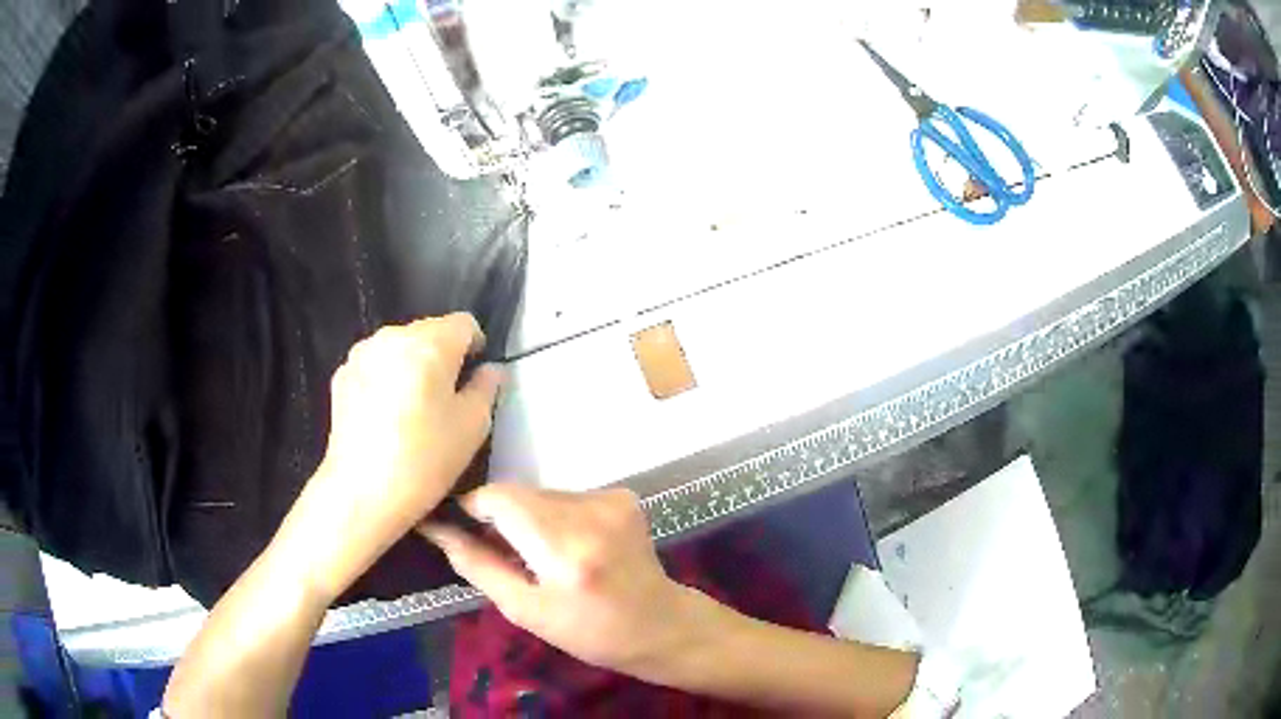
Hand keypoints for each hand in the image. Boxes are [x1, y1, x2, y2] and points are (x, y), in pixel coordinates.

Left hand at [277, 313, 502, 601]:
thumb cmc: (425, 459)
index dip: (475, 346)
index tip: (474, 378)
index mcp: (430, 343)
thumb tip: (489, 370)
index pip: (464, 323)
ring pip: (400, 347)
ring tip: (413, 408)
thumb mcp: (473, 427)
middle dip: (442, 355)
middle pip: (429, 331)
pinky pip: (375, 365)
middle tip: (445, 399)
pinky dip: (386, 379)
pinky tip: (386, 415)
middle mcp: (393, 336)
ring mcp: (362, 353)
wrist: (362, 492)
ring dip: (412, 366)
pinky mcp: (342, 375)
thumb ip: (486, 388)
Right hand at [422, 486, 714, 679]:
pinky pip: (566, 497)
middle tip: (503, 554)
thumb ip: (479, 567)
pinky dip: (555, 516)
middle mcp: (590, 513)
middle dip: (501, 518)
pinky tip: (569, 548)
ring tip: (539, 556)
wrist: (660, 626)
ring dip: (528, 518)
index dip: (472, 507)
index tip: (459, 527)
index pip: (500, 498)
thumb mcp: (526, 611)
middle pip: (519, 494)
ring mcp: (611, 500)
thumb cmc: (589, 632)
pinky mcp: (622, 496)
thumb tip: (438, 530)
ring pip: (541, 494)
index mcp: (564, 549)